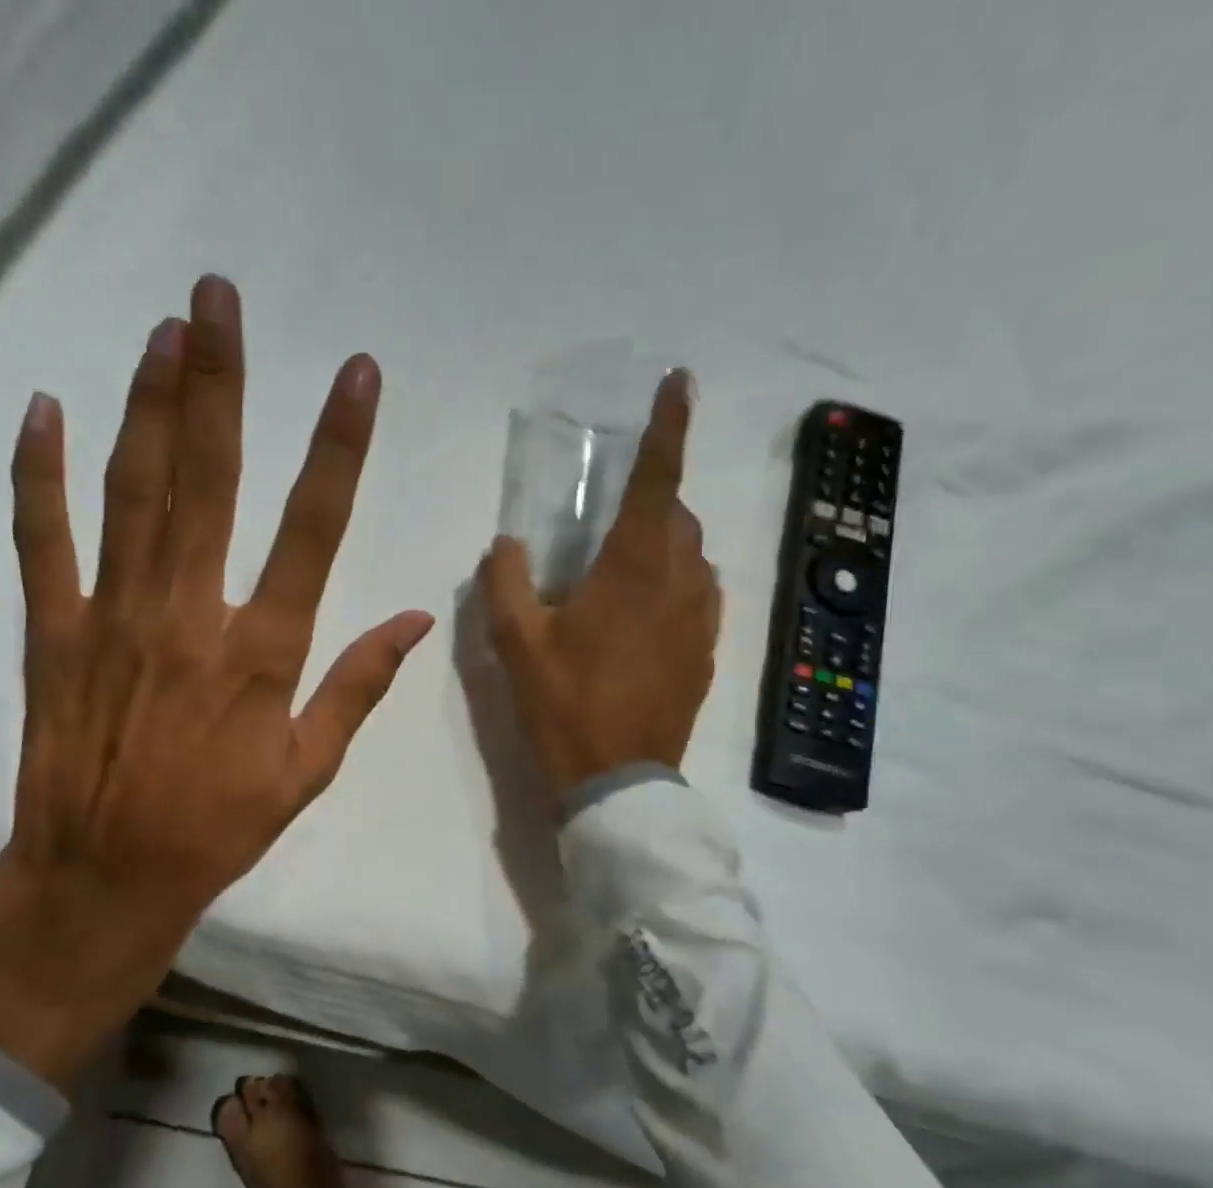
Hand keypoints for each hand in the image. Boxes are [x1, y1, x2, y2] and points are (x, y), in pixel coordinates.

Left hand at [0, 276, 432, 1085]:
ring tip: (165, 328)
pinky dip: (39, 475)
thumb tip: (416, 619)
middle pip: (211, 480)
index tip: (357, 375)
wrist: (107, 876)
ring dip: (149, 404)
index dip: (339, 446)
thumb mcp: (307, 770)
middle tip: (221, 296)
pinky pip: (43, 540)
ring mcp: (114, 617)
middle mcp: (190, 616)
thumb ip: (358, 686)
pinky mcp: (54, 631)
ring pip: (133, 491)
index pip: (313, 530)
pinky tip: (44, 411)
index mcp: (262, 653)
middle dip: (220, 381)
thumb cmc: (219, 827)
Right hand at [479, 370, 719, 800]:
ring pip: (693, 557)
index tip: (679, 384)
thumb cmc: (564, 704)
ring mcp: (701, 619)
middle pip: (679, 517)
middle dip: (654, 500)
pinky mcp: (707, 652)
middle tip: (614, 516)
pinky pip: (698, 597)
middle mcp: (680, 581)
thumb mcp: (516, 643)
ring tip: (624, 569)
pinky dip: (675, 584)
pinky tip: (645, 614)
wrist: (617, 779)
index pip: (658, 479)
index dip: (668, 427)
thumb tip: (507, 544)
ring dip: (665, 545)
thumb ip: (506, 582)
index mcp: (632, 568)